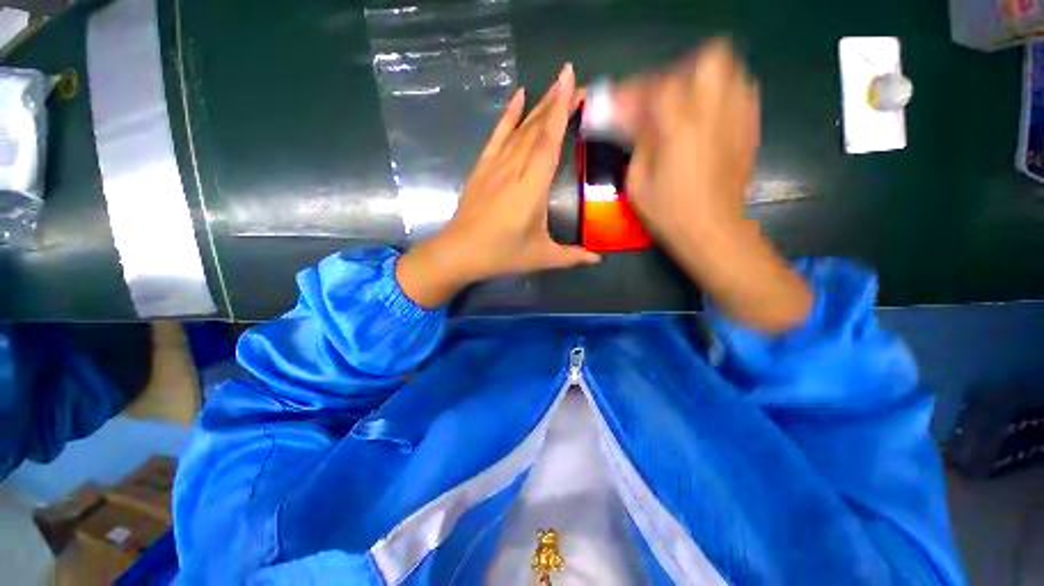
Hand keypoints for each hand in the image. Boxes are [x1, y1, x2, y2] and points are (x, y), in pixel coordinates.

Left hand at [398, 64, 600, 308]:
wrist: (460, 252)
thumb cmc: (502, 254)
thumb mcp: (541, 257)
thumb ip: (572, 256)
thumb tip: (598, 260)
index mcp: (532, 187)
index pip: (549, 140)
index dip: (562, 108)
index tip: (573, 79)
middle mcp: (515, 168)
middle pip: (538, 127)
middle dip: (558, 101)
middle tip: (579, 84)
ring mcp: (496, 165)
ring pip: (521, 127)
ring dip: (540, 105)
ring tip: (558, 86)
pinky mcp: (483, 166)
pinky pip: (498, 134)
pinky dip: (509, 114)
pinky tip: (520, 96)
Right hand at [616, 41, 812, 331]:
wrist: (713, 232)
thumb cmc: (669, 213)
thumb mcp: (638, 183)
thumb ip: (636, 144)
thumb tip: (631, 120)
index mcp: (679, 127)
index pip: (657, 87)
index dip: (635, 92)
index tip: (620, 104)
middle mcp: (715, 112)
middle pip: (709, 59)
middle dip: (682, 72)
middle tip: (661, 98)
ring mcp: (739, 119)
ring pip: (731, 72)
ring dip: (704, 80)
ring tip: (685, 106)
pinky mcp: (751, 130)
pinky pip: (743, 94)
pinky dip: (722, 96)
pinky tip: (706, 120)